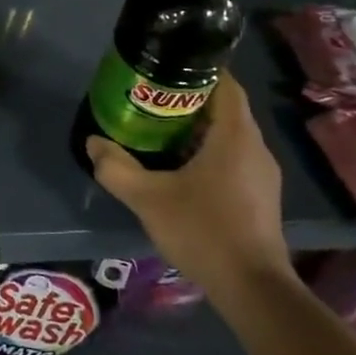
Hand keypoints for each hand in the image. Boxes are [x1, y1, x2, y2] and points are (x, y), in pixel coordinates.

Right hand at [84, 76, 291, 303]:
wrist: (252, 289)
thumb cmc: (203, 231)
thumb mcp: (147, 198)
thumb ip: (116, 168)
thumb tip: (93, 143)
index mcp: (234, 137)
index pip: (225, 85)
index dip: (199, 70)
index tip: (166, 66)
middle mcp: (255, 148)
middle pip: (224, 108)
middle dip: (188, 99)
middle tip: (149, 97)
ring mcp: (261, 174)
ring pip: (228, 135)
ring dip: (197, 127)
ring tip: (157, 128)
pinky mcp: (259, 196)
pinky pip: (232, 157)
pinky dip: (207, 151)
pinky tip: (178, 166)